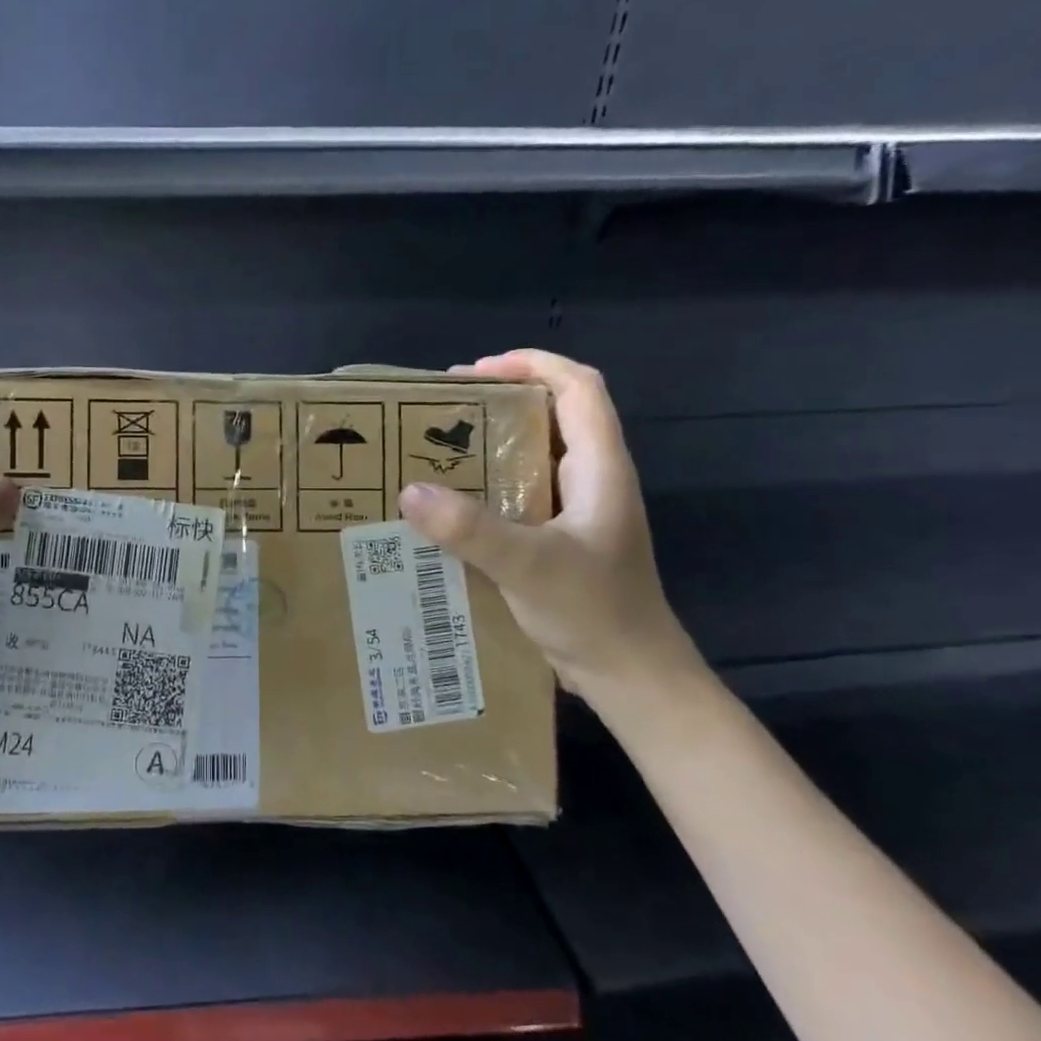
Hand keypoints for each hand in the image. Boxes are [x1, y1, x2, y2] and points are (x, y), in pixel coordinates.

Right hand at [397, 348, 696, 699]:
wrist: (630, 675)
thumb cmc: (594, 612)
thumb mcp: (529, 566)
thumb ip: (471, 529)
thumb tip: (410, 491)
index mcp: (600, 468)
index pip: (578, 388)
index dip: (532, 364)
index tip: (475, 371)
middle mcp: (592, 479)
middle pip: (554, 413)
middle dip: (501, 399)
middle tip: (442, 409)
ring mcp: (578, 510)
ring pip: (536, 454)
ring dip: (492, 442)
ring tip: (438, 448)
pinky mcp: (561, 538)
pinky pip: (522, 492)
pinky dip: (489, 483)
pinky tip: (452, 505)